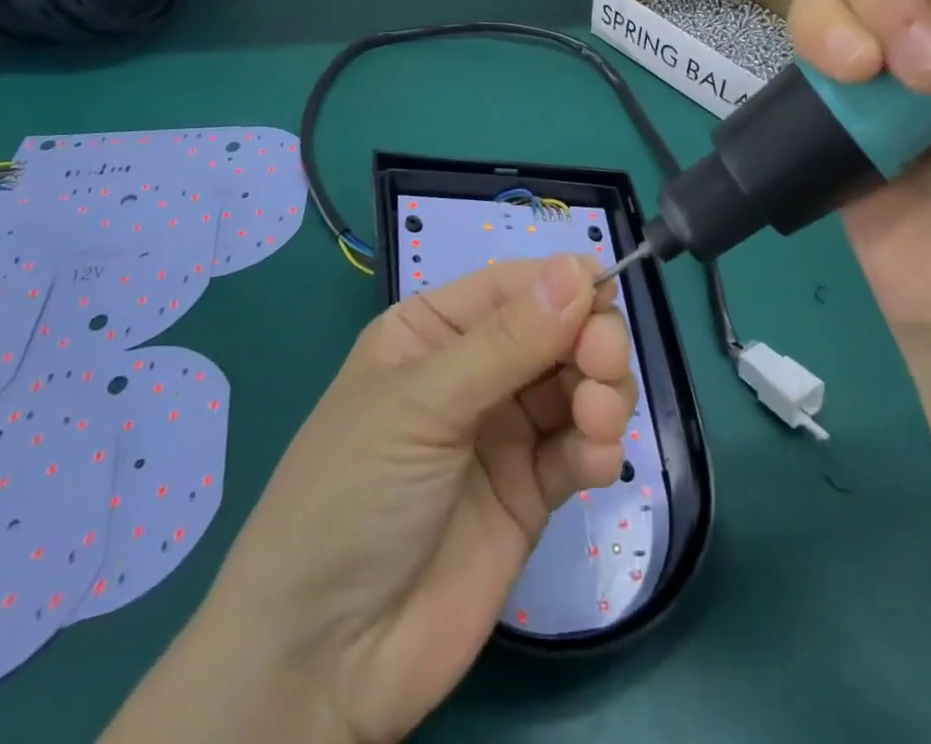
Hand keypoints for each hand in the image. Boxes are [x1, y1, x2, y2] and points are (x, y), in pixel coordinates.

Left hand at [113, 255, 635, 743]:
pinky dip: (598, 446)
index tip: (607, 294)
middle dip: (590, 340)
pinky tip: (595, 462)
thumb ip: (506, 342)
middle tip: (602, 367)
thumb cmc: (353, 495)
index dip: (563, 283)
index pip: (513, 286)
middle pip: (556, 330)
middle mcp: (474, 371)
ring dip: (603, 392)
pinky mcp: (530, 492)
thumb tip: (578, 269)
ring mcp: (504, 433)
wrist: (323, 661)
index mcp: (434, 331)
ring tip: (598, 420)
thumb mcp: (420, 405)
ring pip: (577, 384)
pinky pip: (578, 448)